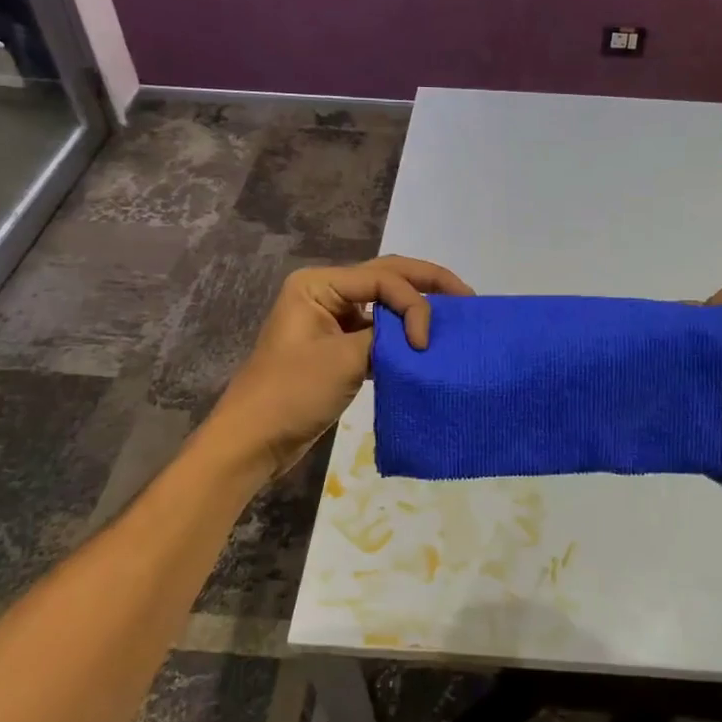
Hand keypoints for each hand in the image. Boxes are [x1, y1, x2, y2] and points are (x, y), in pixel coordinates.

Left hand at [205, 256, 473, 479]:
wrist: (254, 442)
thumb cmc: (292, 394)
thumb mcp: (344, 359)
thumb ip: (386, 335)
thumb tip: (421, 329)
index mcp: (319, 284)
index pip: (382, 279)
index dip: (413, 304)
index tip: (425, 342)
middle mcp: (325, 293)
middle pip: (386, 279)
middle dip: (427, 286)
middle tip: (467, 297)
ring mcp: (332, 321)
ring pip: (384, 305)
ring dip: (416, 310)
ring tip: (454, 317)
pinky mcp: (338, 348)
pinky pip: (378, 333)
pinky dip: (402, 338)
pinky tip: (427, 346)